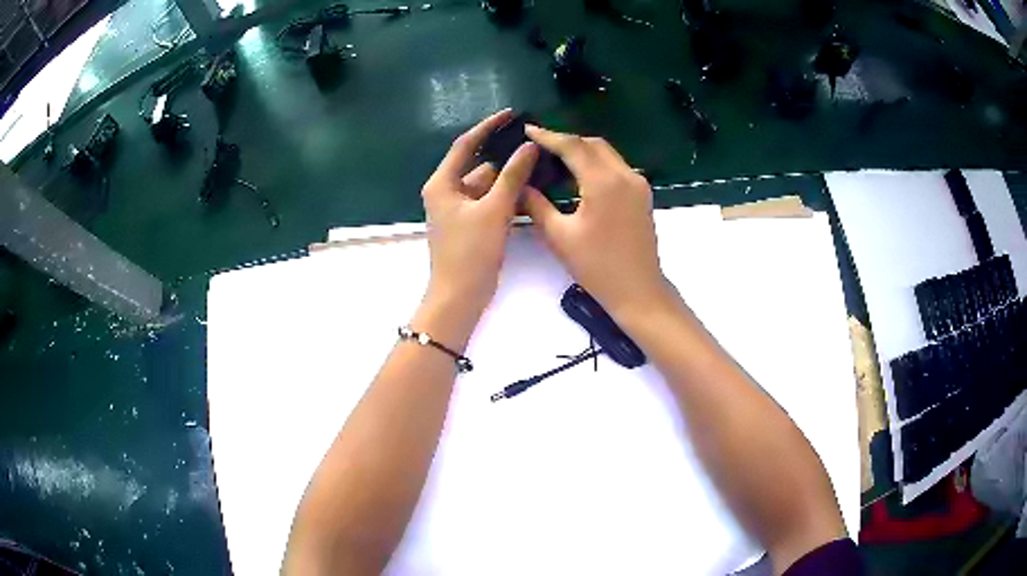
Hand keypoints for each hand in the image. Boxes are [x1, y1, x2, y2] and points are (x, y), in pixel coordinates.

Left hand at [421, 109, 539, 319]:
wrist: (460, 297)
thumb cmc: (470, 252)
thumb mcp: (494, 210)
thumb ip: (512, 176)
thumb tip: (529, 147)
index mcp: (442, 183)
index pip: (465, 145)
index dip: (488, 127)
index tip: (511, 114)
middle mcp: (447, 192)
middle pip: (479, 166)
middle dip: (505, 159)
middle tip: (535, 148)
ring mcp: (459, 210)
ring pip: (487, 186)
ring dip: (509, 180)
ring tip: (540, 169)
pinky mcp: (470, 225)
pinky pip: (490, 203)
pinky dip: (506, 198)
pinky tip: (530, 194)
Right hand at [521, 125, 669, 320]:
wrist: (638, 290)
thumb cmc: (597, 267)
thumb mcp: (559, 236)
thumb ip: (536, 205)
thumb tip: (520, 185)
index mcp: (603, 182)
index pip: (573, 146)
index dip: (548, 136)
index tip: (528, 129)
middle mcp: (625, 175)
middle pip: (592, 144)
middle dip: (566, 140)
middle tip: (540, 144)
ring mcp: (638, 184)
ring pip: (607, 153)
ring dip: (582, 150)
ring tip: (556, 157)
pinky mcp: (643, 194)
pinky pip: (616, 166)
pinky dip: (596, 162)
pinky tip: (580, 173)